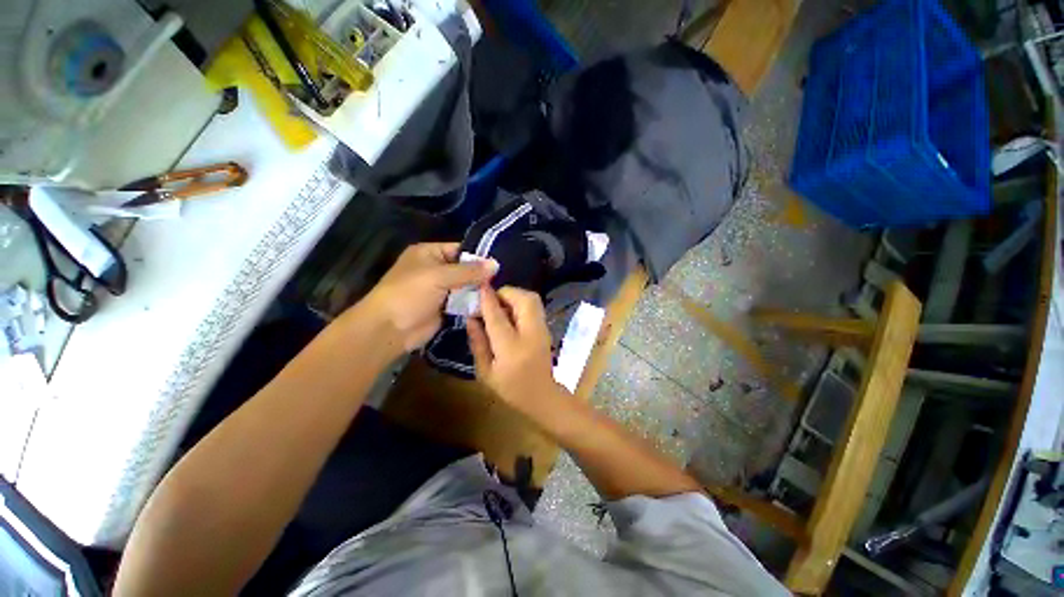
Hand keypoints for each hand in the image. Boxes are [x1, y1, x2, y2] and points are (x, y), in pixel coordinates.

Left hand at [355, 243, 496, 351]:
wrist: (390, 330)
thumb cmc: (410, 294)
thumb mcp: (439, 276)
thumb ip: (469, 271)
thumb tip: (496, 264)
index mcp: (430, 253)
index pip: (461, 249)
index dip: (480, 255)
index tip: (503, 261)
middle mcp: (437, 269)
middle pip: (466, 269)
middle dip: (484, 274)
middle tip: (507, 277)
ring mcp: (442, 289)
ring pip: (468, 286)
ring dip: (482, 290)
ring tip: (505, 290)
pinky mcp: (447, 307)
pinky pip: (465, 302)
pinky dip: (476, 303)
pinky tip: (494, 303)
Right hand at [467, 286, 569, 421]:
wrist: (542, 396)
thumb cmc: (510, 389)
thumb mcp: (485, 372)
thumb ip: (478, 343)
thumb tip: (471, 318)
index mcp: (512, 349)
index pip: (498, 317)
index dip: (487, 300)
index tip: (479, 288)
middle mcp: (531, 334)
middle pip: (524, 300)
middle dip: (506, 293)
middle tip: (491, 299)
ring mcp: (542, 329)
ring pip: (532, 299)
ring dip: (514, 296)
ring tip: (499, 305)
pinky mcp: (546, 327)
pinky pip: (534, 306)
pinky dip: (521, 302)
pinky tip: (510, 312)